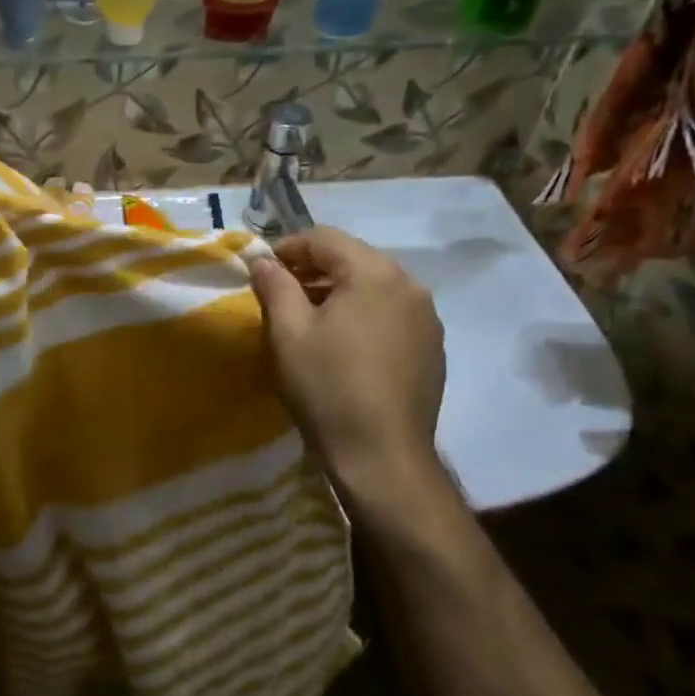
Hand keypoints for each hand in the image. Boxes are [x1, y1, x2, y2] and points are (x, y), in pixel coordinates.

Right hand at [249, 227, 447, 494]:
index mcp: (375, 273)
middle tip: (280, 294)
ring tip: (309, 320)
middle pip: (353, 259)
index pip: (325, 238)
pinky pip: (391, 314)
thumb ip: (274, 285)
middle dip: (313, 270)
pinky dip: (362, 315)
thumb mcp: (288, 332)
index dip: (288, 248)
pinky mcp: (432, 348)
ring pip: (373, 287)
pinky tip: (343, 346)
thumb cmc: (328, 387)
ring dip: (338, 292)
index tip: (262, 271)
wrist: (383, 457)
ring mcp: (427, 318)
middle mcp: (410, 285)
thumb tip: (263, 261)